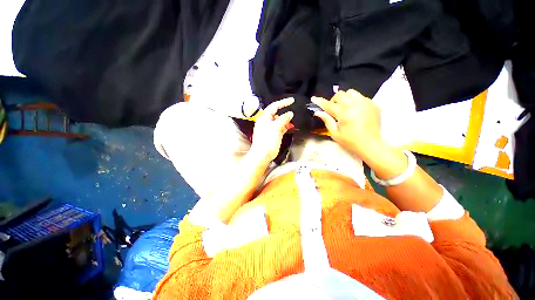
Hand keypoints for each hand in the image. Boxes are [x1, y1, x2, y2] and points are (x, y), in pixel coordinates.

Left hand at [250, 98, 294, 162]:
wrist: (263, 154)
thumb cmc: (267, 140)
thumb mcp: (276, 127)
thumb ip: (283, 119)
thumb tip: (290, 113)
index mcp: (264, 117)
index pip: (274, 106)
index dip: (283, 102)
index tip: (292, 100)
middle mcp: (267, 121)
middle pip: (277, 113)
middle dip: (285, 112)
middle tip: (294, 111)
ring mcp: (270, 128)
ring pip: (279, 121)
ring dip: (286, 120)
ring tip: (294, 121)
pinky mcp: (273, 134)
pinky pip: (280, 128)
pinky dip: (286, 126)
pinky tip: (291, 127)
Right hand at [312, 89, 382, 158]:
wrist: (371, 145)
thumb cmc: (350, 142)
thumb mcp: (335, 134)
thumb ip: (327, 121)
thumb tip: (319, 112)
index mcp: (344, 115)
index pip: (329, 105)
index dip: (320, 101)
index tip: (314, 98)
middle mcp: (355, 106)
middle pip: (340, 94)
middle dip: (334, 100)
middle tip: (334, 110)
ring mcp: (366, 104)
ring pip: (351, 92)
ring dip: (345, 98)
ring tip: (345, 107)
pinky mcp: (373, 104)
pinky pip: (361, 96)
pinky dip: (354, 101)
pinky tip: (355, 110)